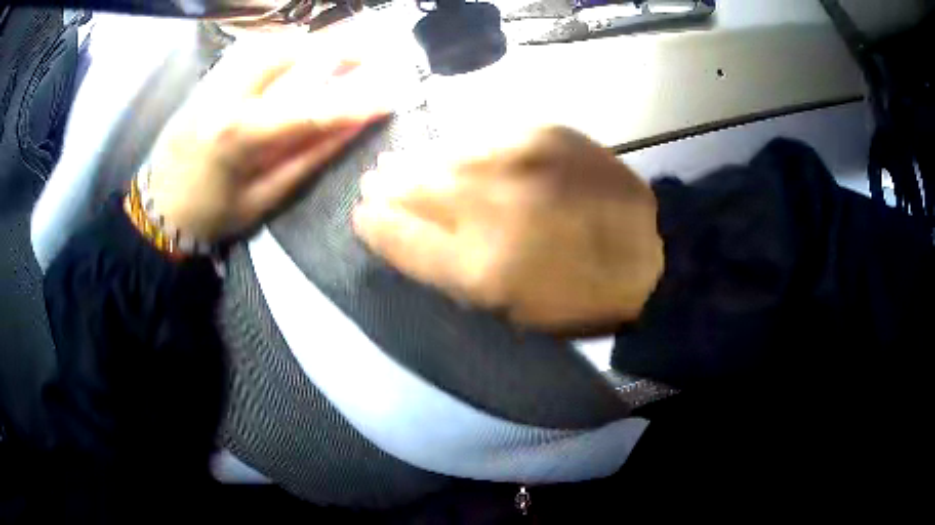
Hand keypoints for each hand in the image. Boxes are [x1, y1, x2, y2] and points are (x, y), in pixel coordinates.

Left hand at [145, 36, 390, 243]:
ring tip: (337, 50)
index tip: (392, 94)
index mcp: (239, 135)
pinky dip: (282, 46)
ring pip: (269, 43)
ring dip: (309, 42)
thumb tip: (353, 128)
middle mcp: (225, 95)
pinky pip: (250, 50)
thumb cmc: (210, 215)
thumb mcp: (263, 197)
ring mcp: (213, 81)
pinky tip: (297, 53)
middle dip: (335, 48)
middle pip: (288, 54)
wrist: (156, 210)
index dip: (356, 101)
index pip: (310, 108)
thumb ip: (308, 158)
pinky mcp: (206, 79)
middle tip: (370, 52)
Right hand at [353, 126, 664, 332]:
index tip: (361, 216)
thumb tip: (406, 237)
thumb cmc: (579, 297)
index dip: (374, 225)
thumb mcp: (509, 310)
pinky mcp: (543, 133)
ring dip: (415, 162)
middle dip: (386, 187)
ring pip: (442, 156)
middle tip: (372, 182)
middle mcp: (488, 207)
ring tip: (396, 164)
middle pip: (414, 189)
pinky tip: (451, 154)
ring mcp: (515, 161)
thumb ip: (451, 273)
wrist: (650, 253)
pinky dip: (460, 148)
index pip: (399, 238)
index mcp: (478, 268)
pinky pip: (482, 137)